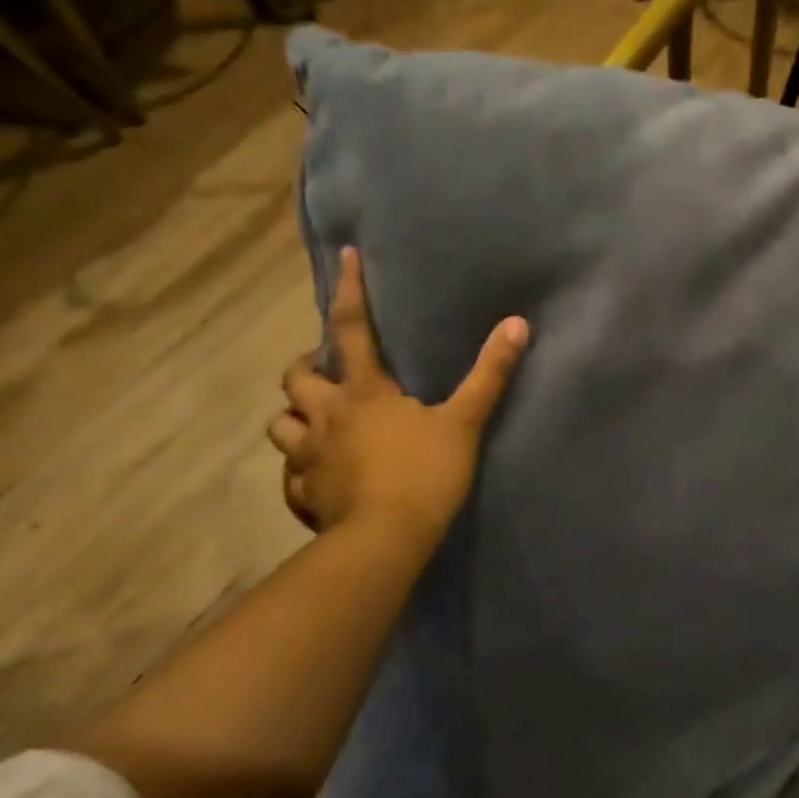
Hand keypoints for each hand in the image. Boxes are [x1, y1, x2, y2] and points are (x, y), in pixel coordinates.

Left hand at [268, 247, 528, 541]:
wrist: (387, 539)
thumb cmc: (425, 474)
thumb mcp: (464, 422)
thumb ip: (489, 375)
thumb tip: (517, 324)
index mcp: (363, 393)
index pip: (350, 330)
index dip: (348, 291)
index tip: (344, 258)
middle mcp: (326, 417)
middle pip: (295, 378)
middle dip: (304, 367)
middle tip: (323, 371)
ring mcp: (309, 458)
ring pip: (281, 426)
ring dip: (294, 418)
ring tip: (314, 423)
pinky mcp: (305, 495)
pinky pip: (290, 478)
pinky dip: (299, 472)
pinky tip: (316, 479)